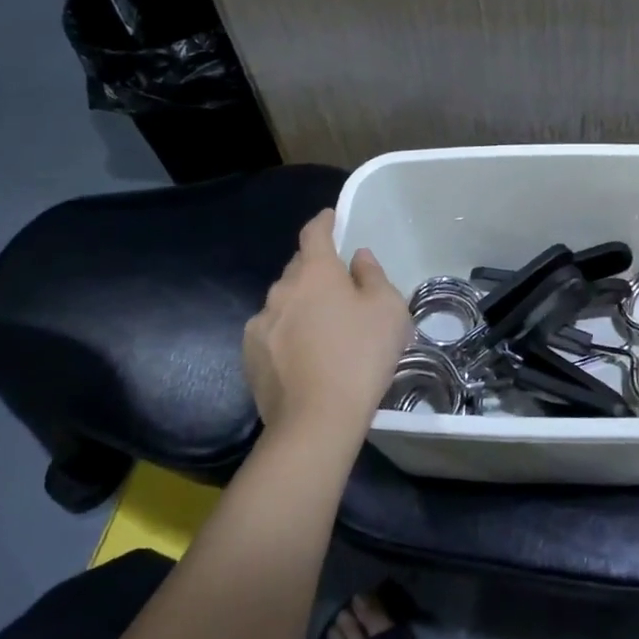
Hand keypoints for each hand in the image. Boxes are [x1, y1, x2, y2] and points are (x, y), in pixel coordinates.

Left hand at [242, 210, 410, 447]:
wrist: (317, 420)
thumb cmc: (361, 356)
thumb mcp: (388, 310)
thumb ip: (372, 276)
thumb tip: (357, 258)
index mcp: (315, 272)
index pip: (314, 233)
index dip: (324, 222)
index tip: (331, 218)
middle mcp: (281, 289)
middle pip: (299, 268)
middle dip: (316, 270)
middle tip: (339, 287)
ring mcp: (260, 323)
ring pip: (284, 302)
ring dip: (301, 305)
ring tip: (322, 328)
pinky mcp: (250, 355)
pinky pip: (272, 331)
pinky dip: (286, 333)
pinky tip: (303, 355)